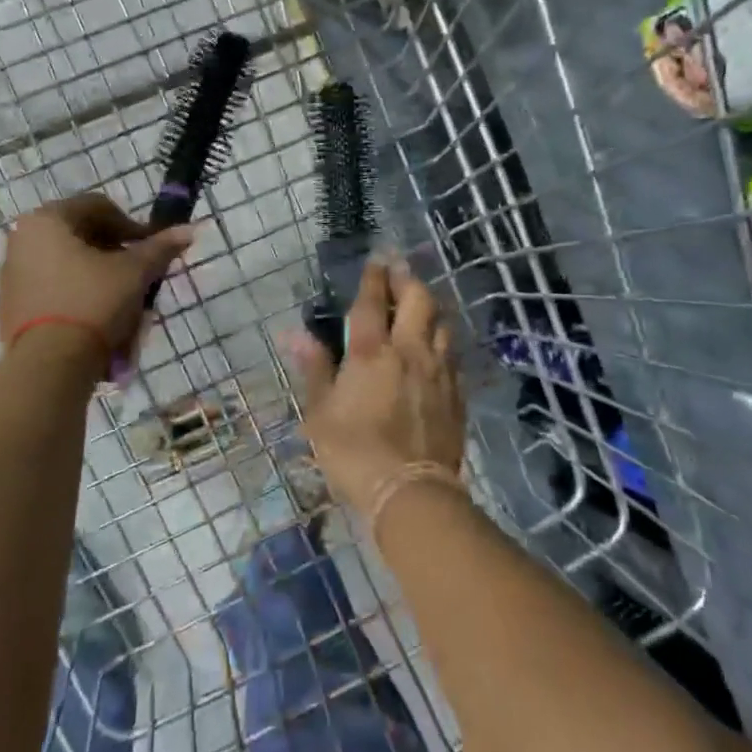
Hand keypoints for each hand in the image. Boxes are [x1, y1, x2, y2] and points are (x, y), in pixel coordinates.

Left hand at [0, 194, 193, 368]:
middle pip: (82, 236)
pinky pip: (54, 289)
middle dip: (116, 254)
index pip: (98, 207)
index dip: (132, 225)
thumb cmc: (93, 303)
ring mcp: (13, 274)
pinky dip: (79, 296)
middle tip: (139, 276)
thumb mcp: (134, 272)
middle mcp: (23, 239)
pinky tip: (99, 319)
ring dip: (100, 276)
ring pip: (69, 264)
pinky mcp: (12, 305)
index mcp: (47, 220)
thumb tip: (188, 229)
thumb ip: (160, 248)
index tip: (152, 249)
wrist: (49, 365)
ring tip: (123, 302)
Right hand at [285, 255, 465, 517]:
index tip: (376, 260)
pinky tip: (436, 346)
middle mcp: (409, 351)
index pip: (372, 302)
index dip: (374, 278)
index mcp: (370, 352)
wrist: (410, 491)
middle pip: (418, 300)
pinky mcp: (456, 393)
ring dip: (430, 307)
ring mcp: (438, 371)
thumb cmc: (354, 451)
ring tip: (420, 305)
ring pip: (441, 323)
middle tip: (399, 270)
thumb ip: (314, 368)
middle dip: (407, 280)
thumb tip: (295, 334)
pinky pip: (452, 354)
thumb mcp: (321, 412)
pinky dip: (442, 340)